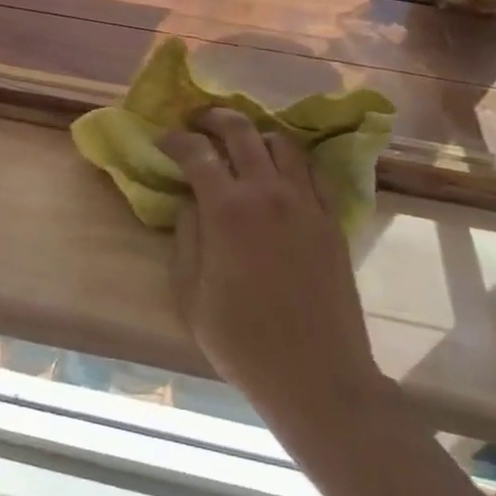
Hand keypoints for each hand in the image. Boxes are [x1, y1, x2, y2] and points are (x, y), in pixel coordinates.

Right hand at [160, 109, 387, 431]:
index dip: (176, 140)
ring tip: (241, 144)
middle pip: (241, 131)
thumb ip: (186, 238)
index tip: (164, 140)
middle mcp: (267, 193)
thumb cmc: (244, 343)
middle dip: (214, 119)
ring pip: (281, 142)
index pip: (197, 153)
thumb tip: (191, 203)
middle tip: (199, 123)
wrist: (317, 376)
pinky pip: (311, 171)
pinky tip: (279, 173)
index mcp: (227, 210)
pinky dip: (290, 160)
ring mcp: (305, 202)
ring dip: (255, 135)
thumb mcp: (192, 295)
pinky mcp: (331, 219)